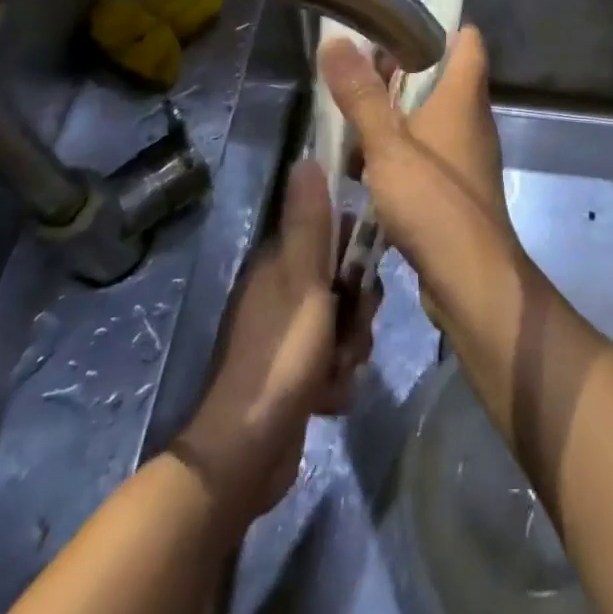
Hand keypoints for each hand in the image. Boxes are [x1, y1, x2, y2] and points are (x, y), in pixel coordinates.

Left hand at [172, 162, 375, 519]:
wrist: (246, 455)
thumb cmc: (280, 356)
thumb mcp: (302, 281)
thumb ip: (310, 223)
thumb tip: (306, 157)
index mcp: (279, 264)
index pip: (333, 233)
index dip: (357, 249)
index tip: (366, 271)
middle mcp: (283, 293)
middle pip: (346, 281)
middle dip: (359, 309)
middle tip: (351, 329)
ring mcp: (289, 336)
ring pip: (346, 323)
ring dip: (352, 348)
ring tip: (338, 371)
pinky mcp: (297, 375)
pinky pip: (337, 361)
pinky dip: (339, 379)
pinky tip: (330, 398)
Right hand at [319, 28, 522, 333]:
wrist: (471, 280)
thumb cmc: (434, 203)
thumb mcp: (388, 145)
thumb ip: (361, 95)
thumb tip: (336, 39)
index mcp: (463, 96)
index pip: (466, 39)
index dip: (437, 23)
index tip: (394, 21)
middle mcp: (470, 119)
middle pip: (441, 76)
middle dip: (400, 70)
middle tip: (355, 70)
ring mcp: (465, 155)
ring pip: (429, 117)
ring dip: (394, 114)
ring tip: (349, 116)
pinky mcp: (455, 188)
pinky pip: (425, 154)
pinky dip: (399, 151)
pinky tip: (363, 167)